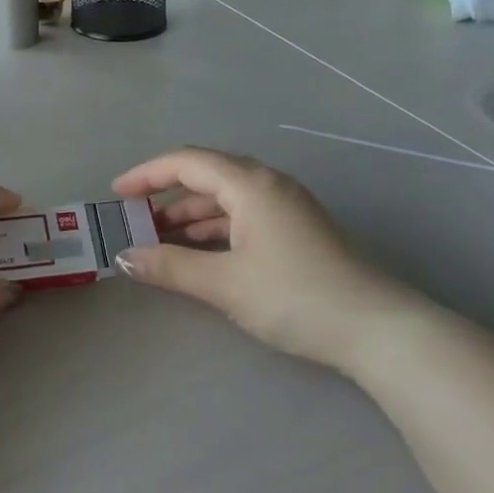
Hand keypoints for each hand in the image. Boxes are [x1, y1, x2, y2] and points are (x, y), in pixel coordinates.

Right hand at [111, 149, 432, 375]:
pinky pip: (243, 216)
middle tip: (134, 220)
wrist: (377, 330)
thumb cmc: (295, 296)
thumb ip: (170, 267)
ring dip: (190, 216)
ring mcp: (286, 206)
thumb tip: (124, 258)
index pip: (186, 162)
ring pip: (226, 199)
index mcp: (250, 184)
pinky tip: (199, 253)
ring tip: (158, 241)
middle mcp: (268, 184)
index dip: (146, 175)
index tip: (116, 194)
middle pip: (206, 176)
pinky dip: (215, 229)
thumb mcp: (225, 284)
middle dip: (166, 196)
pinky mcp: (297, 230)